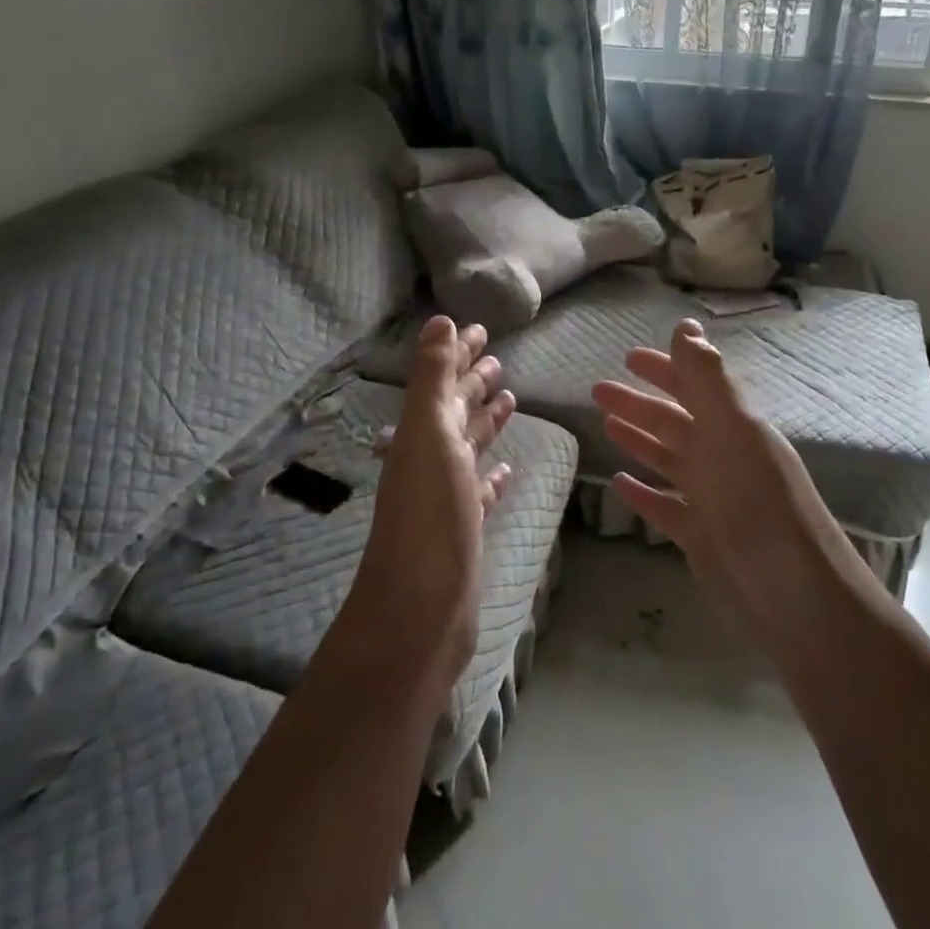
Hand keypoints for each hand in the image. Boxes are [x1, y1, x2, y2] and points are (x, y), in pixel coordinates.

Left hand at [350, 317, 514, 683]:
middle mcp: (430, 459)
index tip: (480, 329)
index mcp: (420, 433)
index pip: (443, 380)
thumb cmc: (428, 514)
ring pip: (468, 447)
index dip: (458, 353)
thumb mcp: (429, 433)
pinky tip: (507, 470)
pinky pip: (480, 491)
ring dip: (485, 422)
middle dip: (473, 382)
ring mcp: (446, 496)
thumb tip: (438, 321)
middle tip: (498, 359)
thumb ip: (432, 378)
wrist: (421, 607)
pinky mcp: (464, 529)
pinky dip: (492, 475)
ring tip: (509, 399)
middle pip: (455, 411)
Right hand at [591, 319, 854, 628]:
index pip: (693, 386)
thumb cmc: (761, 506)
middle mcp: (722, 457)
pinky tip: (618, 484)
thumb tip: (685, 325)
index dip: (664, 368)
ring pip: (667, 459)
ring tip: (605, 425)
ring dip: (638, 440)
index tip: (627, 357)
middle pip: (673, 421)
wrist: (795, 597)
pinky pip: (665, 506)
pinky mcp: (701, 537)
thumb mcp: (733, 432)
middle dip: (639, 403)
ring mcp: (712, 498)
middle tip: (598, 390)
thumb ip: (707, 380)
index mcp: (733, 428)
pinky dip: (643, 493)